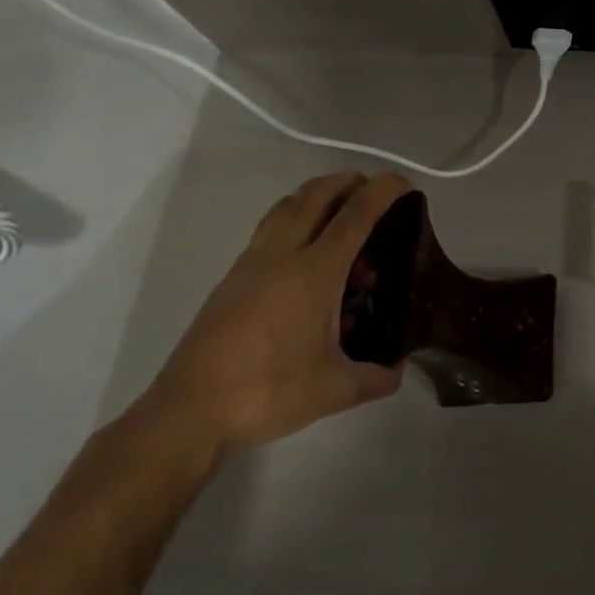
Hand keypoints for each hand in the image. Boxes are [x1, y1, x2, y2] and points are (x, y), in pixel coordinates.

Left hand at [138, 172, 412, 455]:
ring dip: (316, 196)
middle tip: (372, 191)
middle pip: (314, 195)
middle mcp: (281, 257)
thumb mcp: (335, 390)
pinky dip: (294, 221)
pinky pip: (269, 231)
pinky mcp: (231, 281)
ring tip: (339, 211)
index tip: (405, 183)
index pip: (355, 216)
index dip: (383, 192)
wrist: (189, 412)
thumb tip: (396, 370)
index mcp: (313, 273)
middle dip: (347, 182)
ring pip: (285, 208)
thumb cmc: (268, 392)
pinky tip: (306, 254)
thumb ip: (375, 377)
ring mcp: (250, 265)